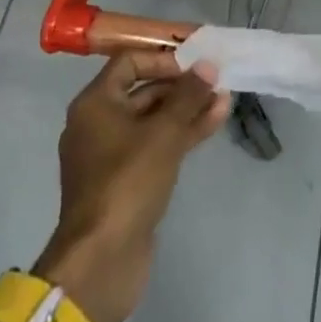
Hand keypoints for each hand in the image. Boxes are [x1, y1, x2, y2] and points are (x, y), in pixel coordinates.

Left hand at [33, 52, 228, 321]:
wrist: (101, 263)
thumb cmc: (127, 183)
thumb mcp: (163, 133)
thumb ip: (188, 96)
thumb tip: (208, 66)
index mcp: (95, 104)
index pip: (129, 62)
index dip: (163, 58)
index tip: (195, 61)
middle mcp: (99, 124)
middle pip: (144, 91)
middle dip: (182, 85)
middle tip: (217, 80)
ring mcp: (113, 156)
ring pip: (154, 121)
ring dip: (188, 109)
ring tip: (225, 99)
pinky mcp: (128, 182)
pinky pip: (156, 146)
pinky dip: (182, 134)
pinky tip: (214, 122)